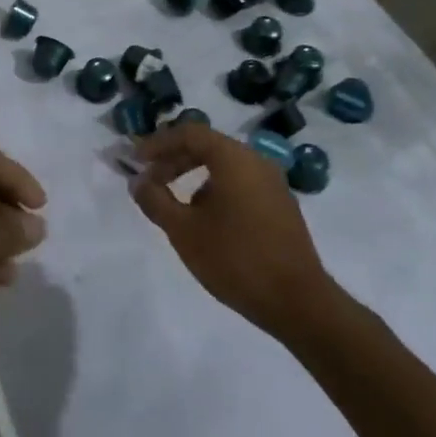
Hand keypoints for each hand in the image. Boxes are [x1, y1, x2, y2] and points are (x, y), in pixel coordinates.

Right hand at [129, 123, 330, 340]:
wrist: (298, 303)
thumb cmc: (235, 259)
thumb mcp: (183, 231)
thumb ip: (155, 200)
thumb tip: (138, 181)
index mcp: (233, 158)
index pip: (190, 133)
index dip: (158, 144)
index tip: (136, 161)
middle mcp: (256, 161)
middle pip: (208, 147)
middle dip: (174, 160)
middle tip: (151, 181)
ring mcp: (273, 183)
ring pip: (225, 166)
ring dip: (194, 176)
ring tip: (174, 204)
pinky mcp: (281, 206)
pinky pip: (241, 183)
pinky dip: (216, 189)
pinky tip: (205, 220)